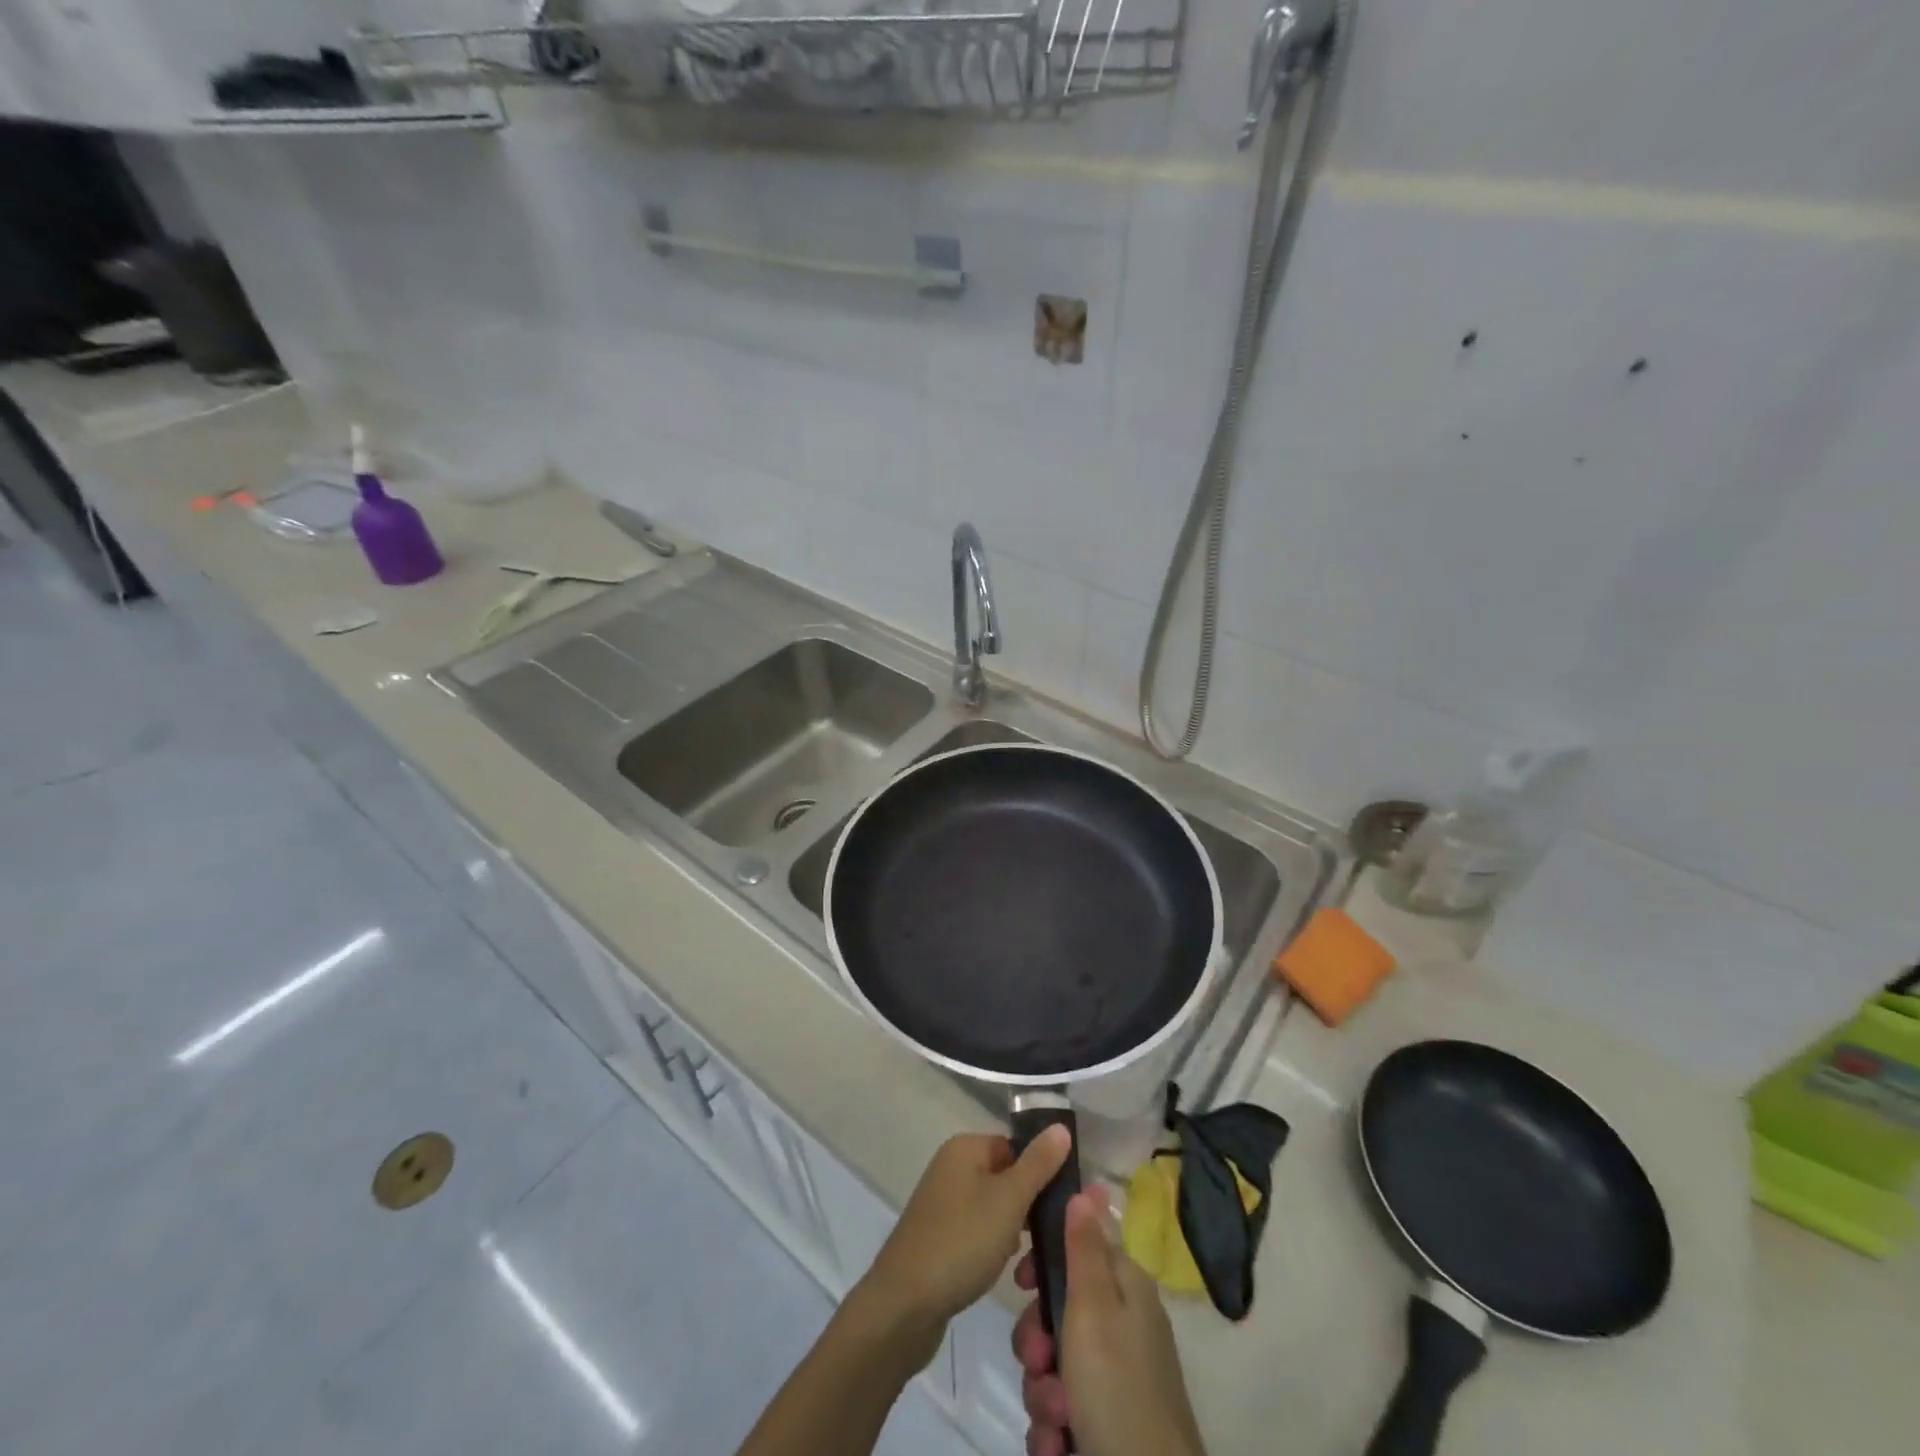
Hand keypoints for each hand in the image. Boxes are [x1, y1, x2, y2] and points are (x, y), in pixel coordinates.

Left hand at [858, 1128, 1071, 1336]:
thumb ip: (1038, 1164)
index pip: (1015, 1146)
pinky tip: (1003, 1271)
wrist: (904, 1304)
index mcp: (965, 1148)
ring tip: (1028, 1262)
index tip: (1063, 1203)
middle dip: (1029, 1207)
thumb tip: (1061, 1126)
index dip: (1041, 1170)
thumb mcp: (1009, 1200)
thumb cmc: (961, 1241)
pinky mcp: (939, 1236)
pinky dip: (993, 1247)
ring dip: (1014, 1232)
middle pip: (1006, 1177)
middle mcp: (951, 1167)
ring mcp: (943, 1203)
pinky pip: (978, 1231)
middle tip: (1048, 1237)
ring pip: (994, 1208)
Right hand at [1013, 1188, 1205, 1455]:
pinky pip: (1061, 1409)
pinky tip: (1059, 1443)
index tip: (1021, 1282)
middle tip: (1038, 1360)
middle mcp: (1122, 1326)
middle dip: (1036, 1341)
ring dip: (1042, 1391)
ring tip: (1056, 1417)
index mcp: (1126, 1288)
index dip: (1044, 1262)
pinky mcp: (1104, 1422)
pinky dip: (1054, 1427)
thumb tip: (1089, 1185)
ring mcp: (1114, 1378)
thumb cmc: (1116, 1384)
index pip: (1078, 1249)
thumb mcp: (1094, 1305)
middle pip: (1058, 1312)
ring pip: (1053, 1365)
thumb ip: (1084, 1246)